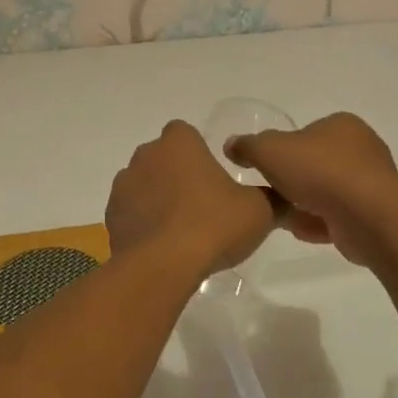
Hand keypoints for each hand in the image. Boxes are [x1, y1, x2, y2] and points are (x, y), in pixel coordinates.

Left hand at [106, 120, 276, 280]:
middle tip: (202, 204)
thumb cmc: (213, 225)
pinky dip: (144, 224)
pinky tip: (162, 247)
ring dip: (158, 199)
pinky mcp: (111, 217)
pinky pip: (131, 213)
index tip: (212, 174)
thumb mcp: (259, 211)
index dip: (197, 150)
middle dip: (177, 175)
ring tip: (181, 230)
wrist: (162, 266)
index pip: (184, 132)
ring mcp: (123, 186)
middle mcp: (145, 156)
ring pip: (144, 185)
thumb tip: (286, 197)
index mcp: (178, 143)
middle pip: (162, 158)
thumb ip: (273, 199)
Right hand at [224, 112, 397, 268]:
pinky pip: (338, 217)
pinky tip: (302, 232)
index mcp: (342, 125)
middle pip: (315, 165)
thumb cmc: (320, 171)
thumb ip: (248, 146)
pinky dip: (320, 224)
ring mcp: (372, 183)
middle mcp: (362, 149)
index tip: (267, 169)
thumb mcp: (270, 150)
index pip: (305, 134)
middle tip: (271, 194)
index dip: (283, 152)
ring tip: (283, 217)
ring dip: (304, 206)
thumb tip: (232, 145)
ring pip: (326, 193)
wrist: (368, 216)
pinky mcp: (375, 215)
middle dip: (293, 182)